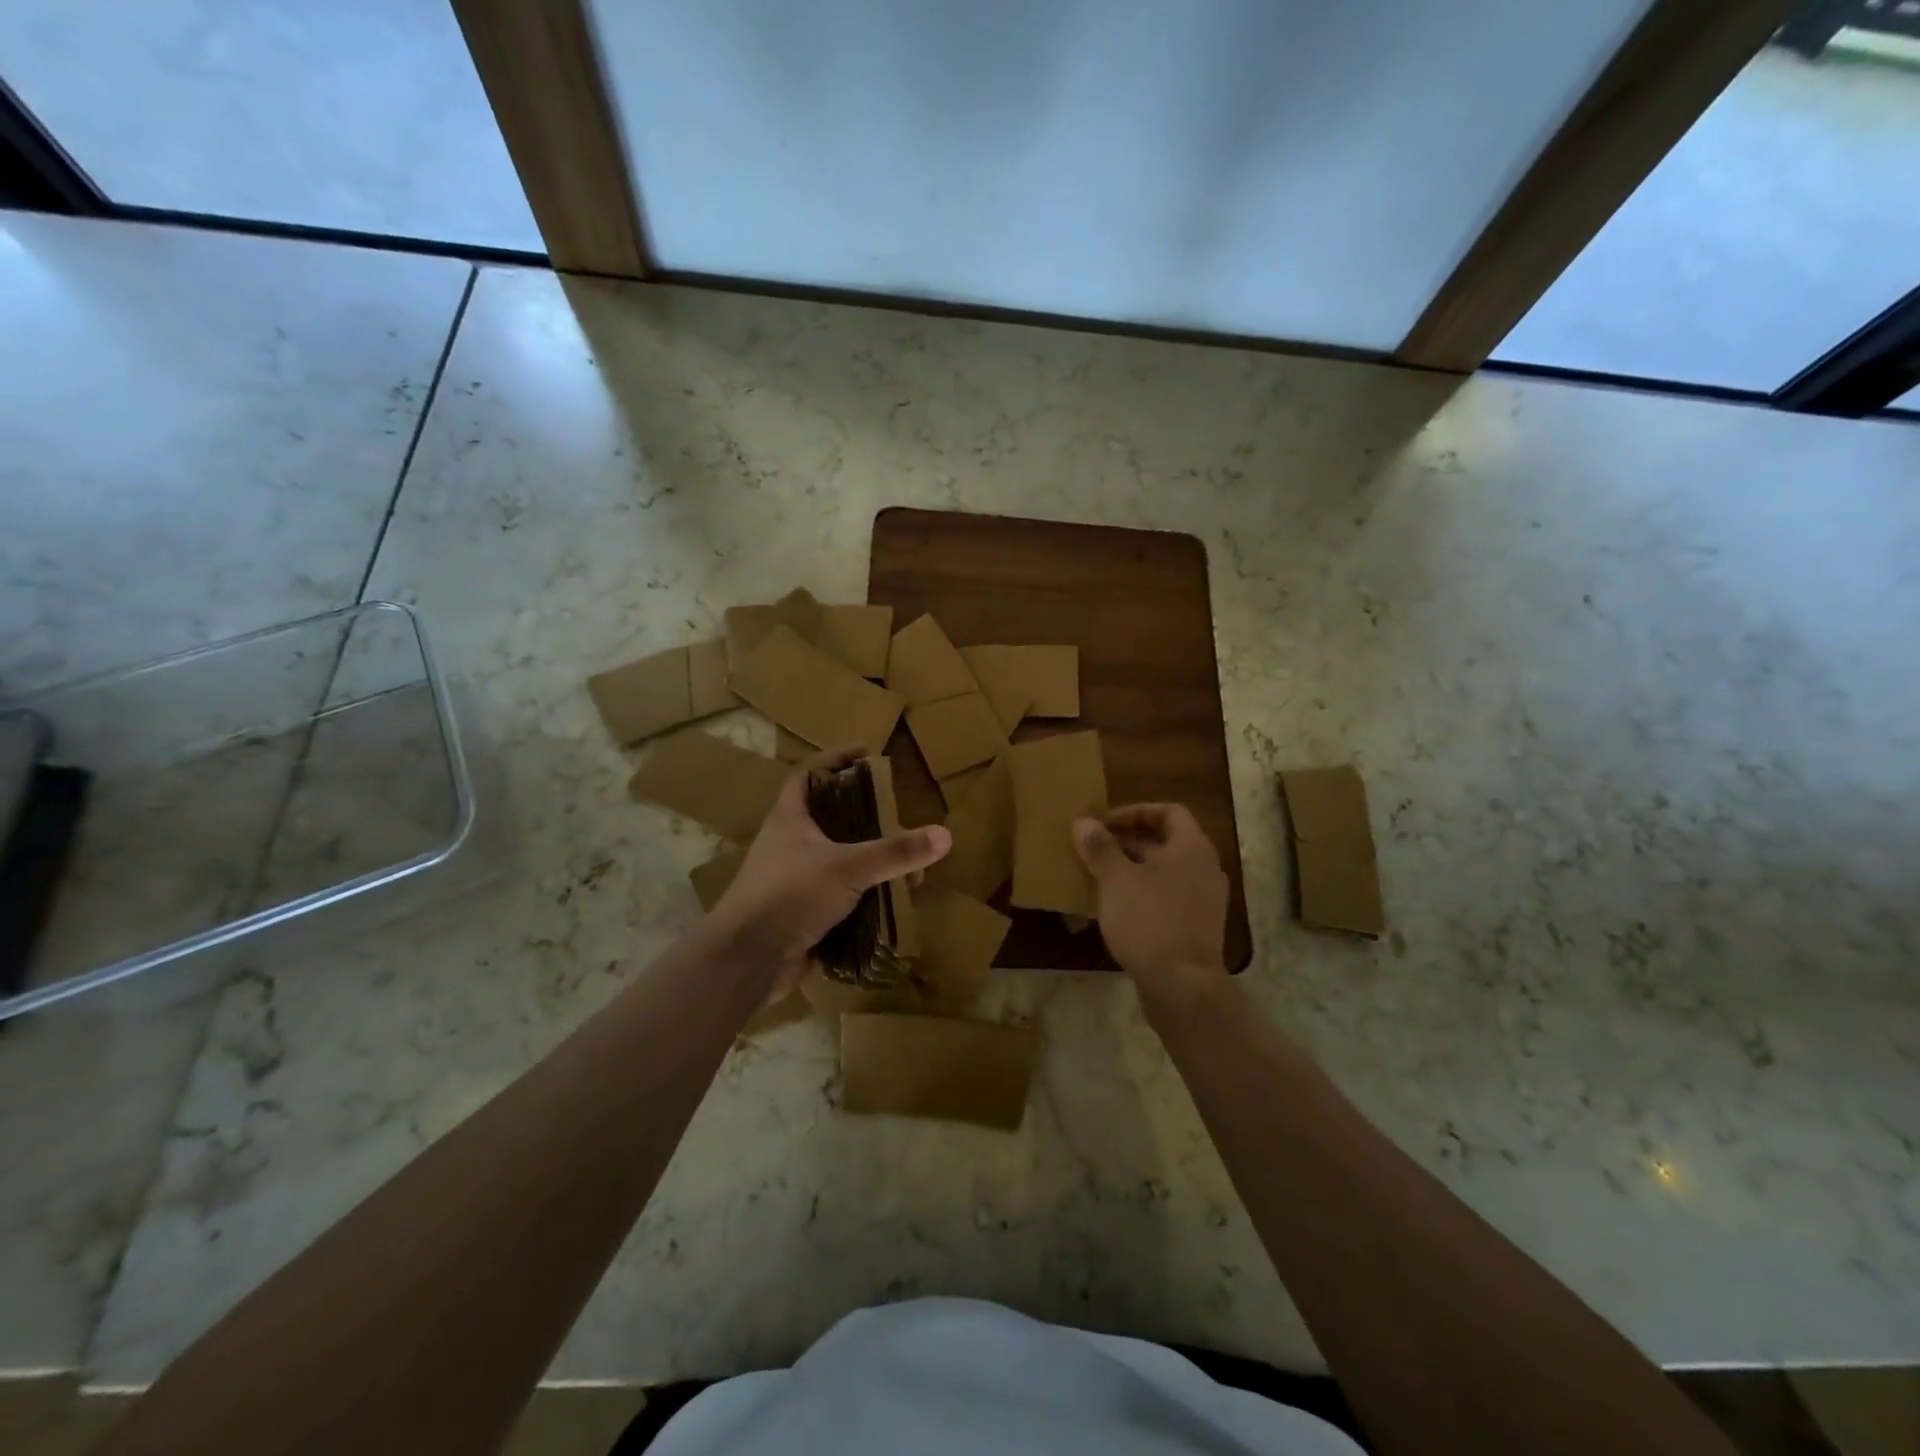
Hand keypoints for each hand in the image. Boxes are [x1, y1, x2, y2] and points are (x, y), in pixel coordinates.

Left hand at [709, 747, 950, 1001]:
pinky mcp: (804, 913)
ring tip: (908, 869)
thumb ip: (896, 852)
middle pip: (831, 818)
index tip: (867, 753)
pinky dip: (866, 896)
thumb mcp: (848, 867)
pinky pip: (841, 895)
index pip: (809, 775)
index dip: (835, 759)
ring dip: (872, 863)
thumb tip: (945, 835)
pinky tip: (892, 901)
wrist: (748, 960)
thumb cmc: (791, 895)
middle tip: (900, 817)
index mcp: (790, 819)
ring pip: (840, 860)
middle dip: (867, 818)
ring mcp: (795, 880)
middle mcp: (790, 844)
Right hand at [1074, 803, 1228, 1008]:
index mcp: (1192, 848)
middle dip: (1128, 842)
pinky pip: (1167, 898)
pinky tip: (1113, 909)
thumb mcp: (1116, 880)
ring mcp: (1203, 901)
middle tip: (1094, 849)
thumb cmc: (1149, 920)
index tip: (1104, 824)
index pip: (1169, 812)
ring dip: (1132, 870)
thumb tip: (1084, 822)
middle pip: (1165, 842)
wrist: (1183, 986)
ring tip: (1098, 877)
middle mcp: (1205, 869)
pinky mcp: (1196, 928)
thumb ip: (1100, 848)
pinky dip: (1142, 895)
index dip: (1135, 812)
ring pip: (1164, 872)